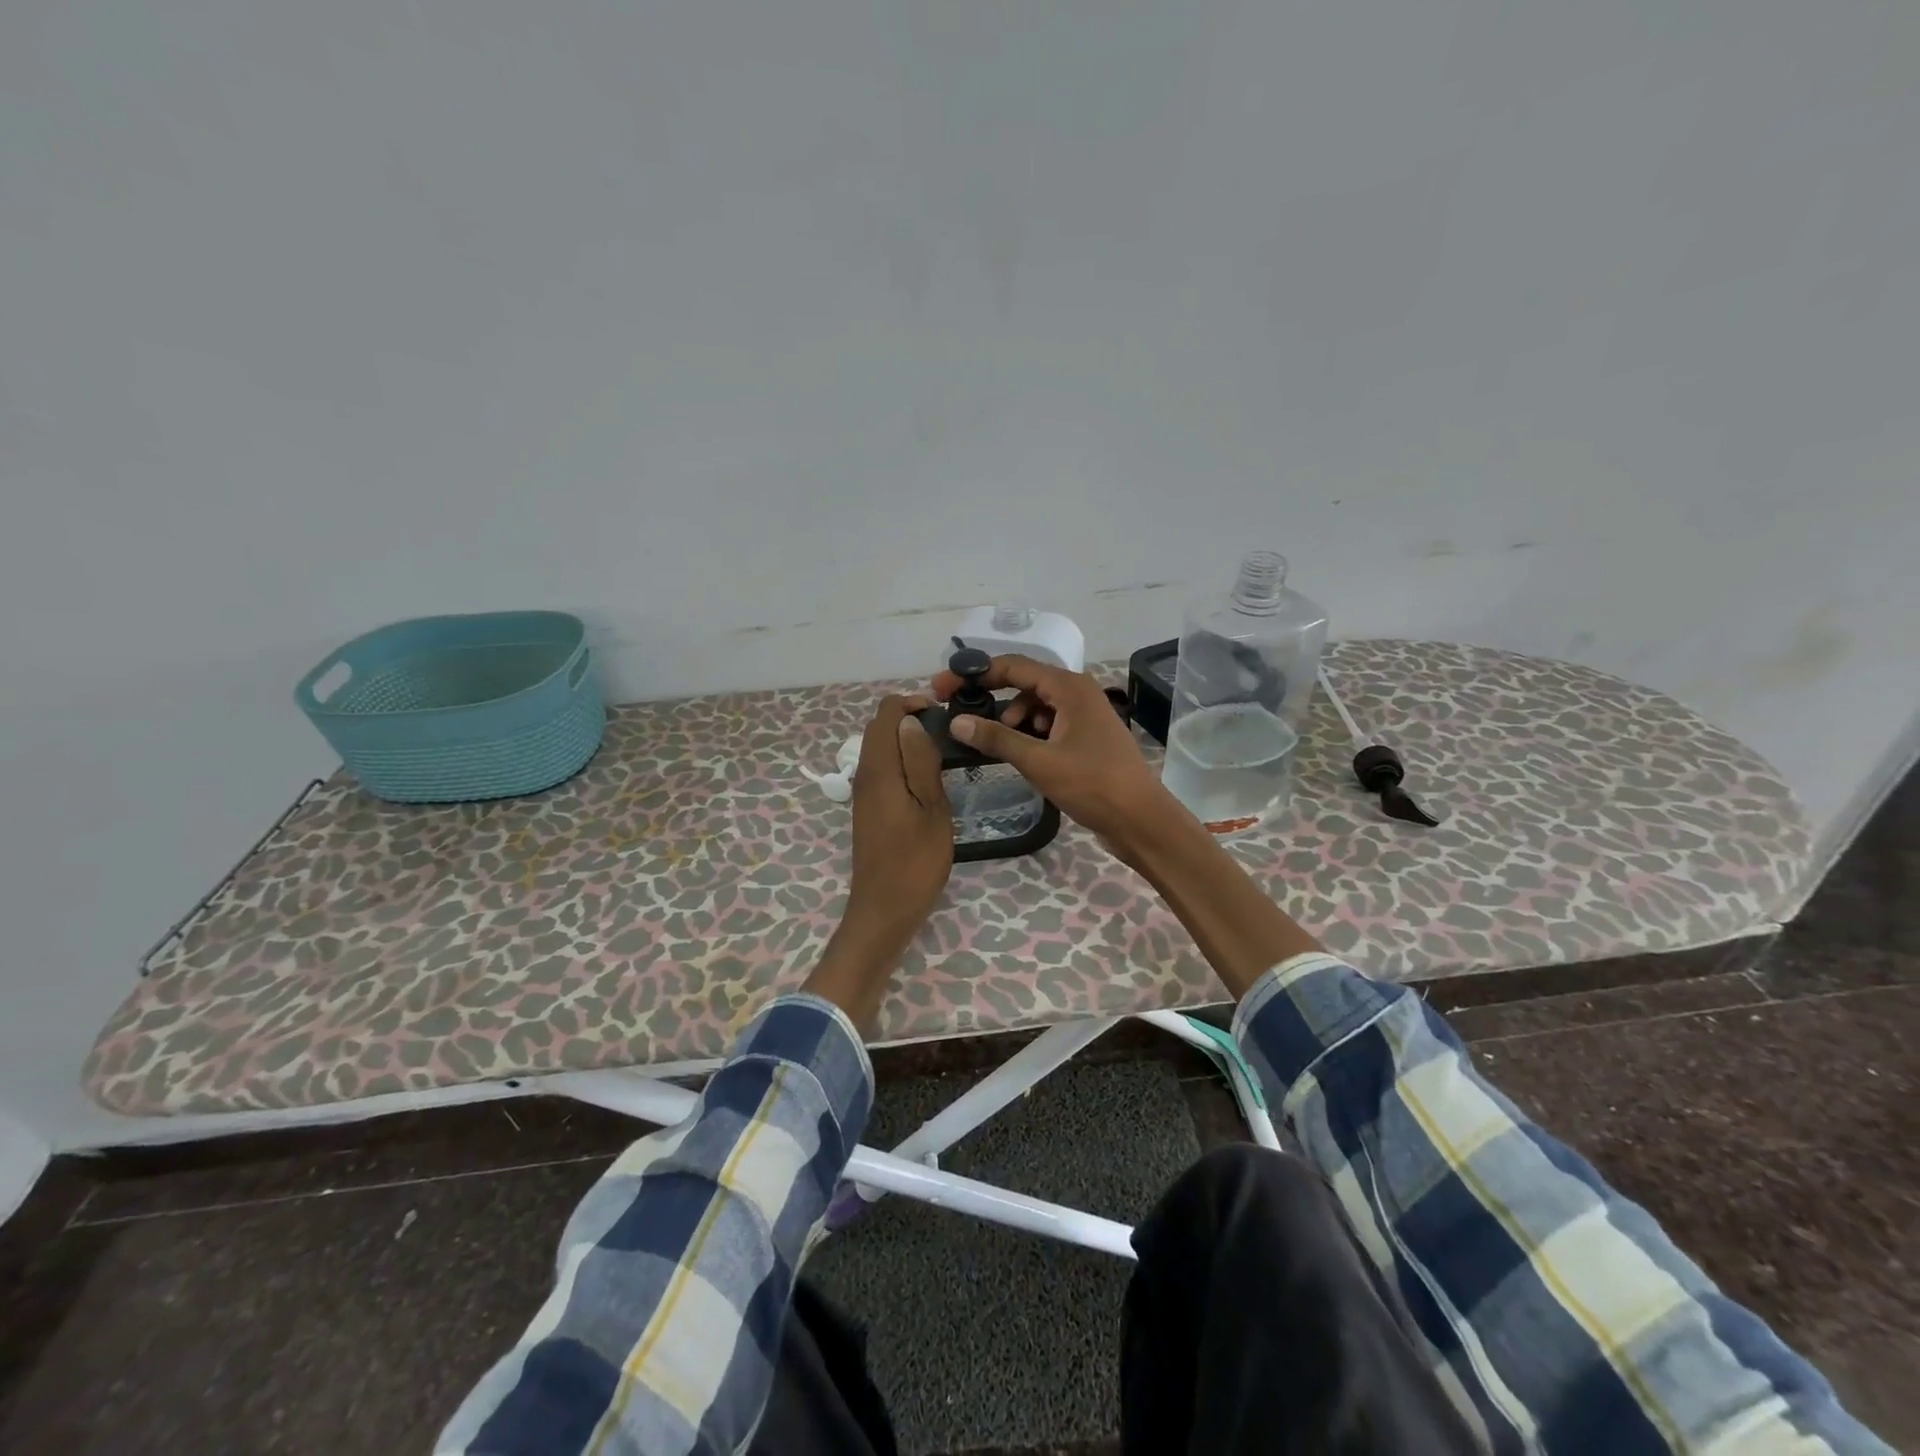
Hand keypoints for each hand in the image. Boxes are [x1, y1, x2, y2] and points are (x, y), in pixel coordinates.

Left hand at [846, 694, 952, 938]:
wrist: (884, 909)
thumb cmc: (915, 861)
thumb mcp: (931, 809)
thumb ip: (921, 762)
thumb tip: (912, 722)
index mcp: (879, 770)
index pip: (886, 713)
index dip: (912, 704)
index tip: (943, 716)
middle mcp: (865, 775)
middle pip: (879, 728)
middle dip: (910, 719)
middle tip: (947, 734)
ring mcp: (863, 792)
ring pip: (880, 748)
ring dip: (906, 741)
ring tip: (942, 754)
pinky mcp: (868, 808)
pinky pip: (882, 769)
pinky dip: (901, 761)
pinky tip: (926, 779)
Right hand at [930, 654, 1175, 854]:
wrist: (1140, 819)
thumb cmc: (1092, 784)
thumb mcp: (1039, 761)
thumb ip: (997, 738)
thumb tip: (957, 721)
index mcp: (1070, 687)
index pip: (1013, 666)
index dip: (975, 674)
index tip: (943, 687)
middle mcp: (1078, 692)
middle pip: (1024, 683)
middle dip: (991, 697)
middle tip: (959, 715)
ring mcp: (1084, 715)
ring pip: (1036, 705)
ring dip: (1012, 719)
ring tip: (998, 744)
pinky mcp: (1086, 737)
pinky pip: (1049, 723)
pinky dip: (1030, 733)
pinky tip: (1021, 753)